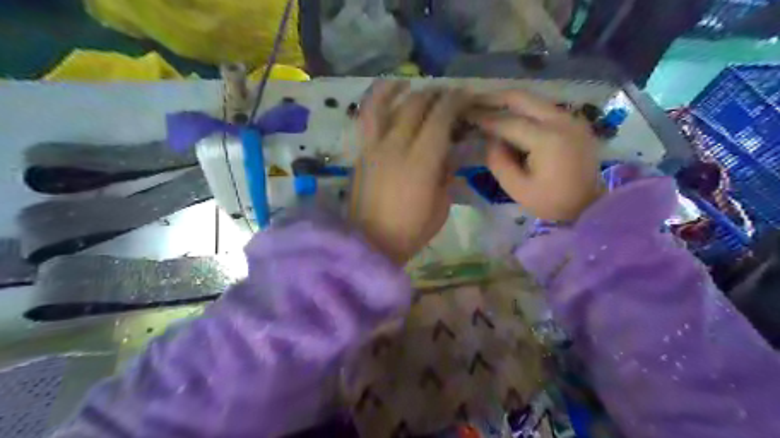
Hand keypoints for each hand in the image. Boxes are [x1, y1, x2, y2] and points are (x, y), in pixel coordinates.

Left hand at [352, 83, 468, 264]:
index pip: (440, 117)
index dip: (456, 101)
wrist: (369, 244)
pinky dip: (376, 102)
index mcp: (421, 162)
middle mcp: (396, 145)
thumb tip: (446, 154)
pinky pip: (366, 119)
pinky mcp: (361, 153)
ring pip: (383, 104)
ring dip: (400, 89)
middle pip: (416, 105)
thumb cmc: (410, 231)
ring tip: (411, 84)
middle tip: (447, 96)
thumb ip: (445, 175)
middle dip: (436, 94)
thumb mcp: (441, 207)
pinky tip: (386, 98)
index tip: (466, 96)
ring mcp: (374, 147)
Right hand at [469, 91, 602, 221]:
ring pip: (533, 99)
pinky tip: (510, 117)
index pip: (508, 122)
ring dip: (508, 102)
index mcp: (547, 139)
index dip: (485, 118)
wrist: (589, 204)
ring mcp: (570, 118)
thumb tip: (491, 139)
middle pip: (522, 98)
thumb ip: (498, 161)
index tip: (465, 114)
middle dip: (495, 98)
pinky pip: (543, 108)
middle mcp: (561, 120)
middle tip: (473, 101)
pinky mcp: (574, 122)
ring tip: (487, 107)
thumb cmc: (551, 201)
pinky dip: (523, 109)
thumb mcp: (517, 188)